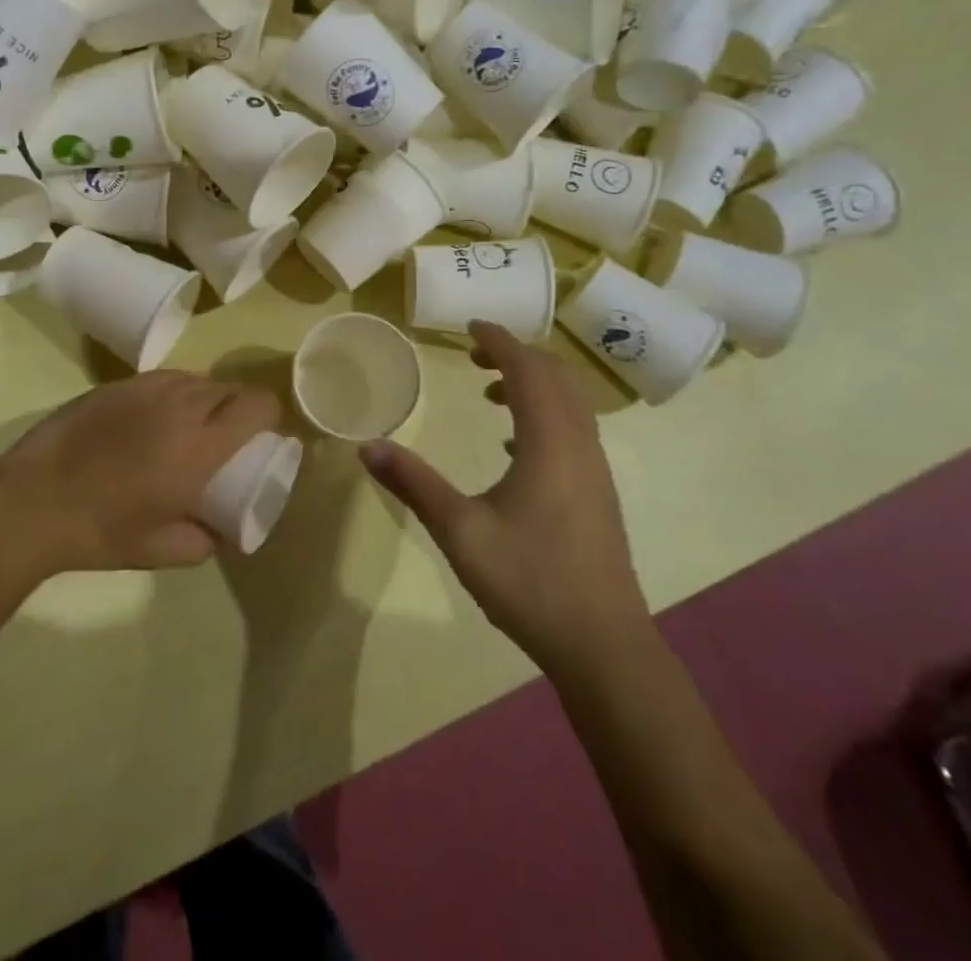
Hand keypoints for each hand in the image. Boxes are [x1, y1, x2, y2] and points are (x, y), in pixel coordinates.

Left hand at [0, 371, 281, 578]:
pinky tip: (153, 420)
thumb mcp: (162, 551)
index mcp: (202, 444)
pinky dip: (173, 394)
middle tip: (225, 440)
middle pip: (230, 388)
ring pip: (196, 379)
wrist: (32, 501)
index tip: (262, 438)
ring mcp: (147, 387)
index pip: (258, 405)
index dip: (270, 417)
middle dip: (238, 409)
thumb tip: (221, 532)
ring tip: (189, 428)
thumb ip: (204, 542)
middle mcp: (182, 404)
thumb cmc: (102, 530)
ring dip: (206, 399)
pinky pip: (164, 379)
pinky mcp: (117, 384)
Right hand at [359, 321, 648, 663]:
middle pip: (556, 377)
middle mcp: (578, 444)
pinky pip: (573, 429)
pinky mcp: (598, 492)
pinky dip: (544, 415)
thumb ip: (413, 484)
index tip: (471, 325)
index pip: (528, 370)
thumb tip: (367, 447)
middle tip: (476, 355)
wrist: (603, 645)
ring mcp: (594, 469)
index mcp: (549, 442)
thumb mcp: (460, 531)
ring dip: (533, 385)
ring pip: (569, 403)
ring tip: (491, 393)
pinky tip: (511, 446)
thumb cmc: (529, 581)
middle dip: (517, 356)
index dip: (500, 340)